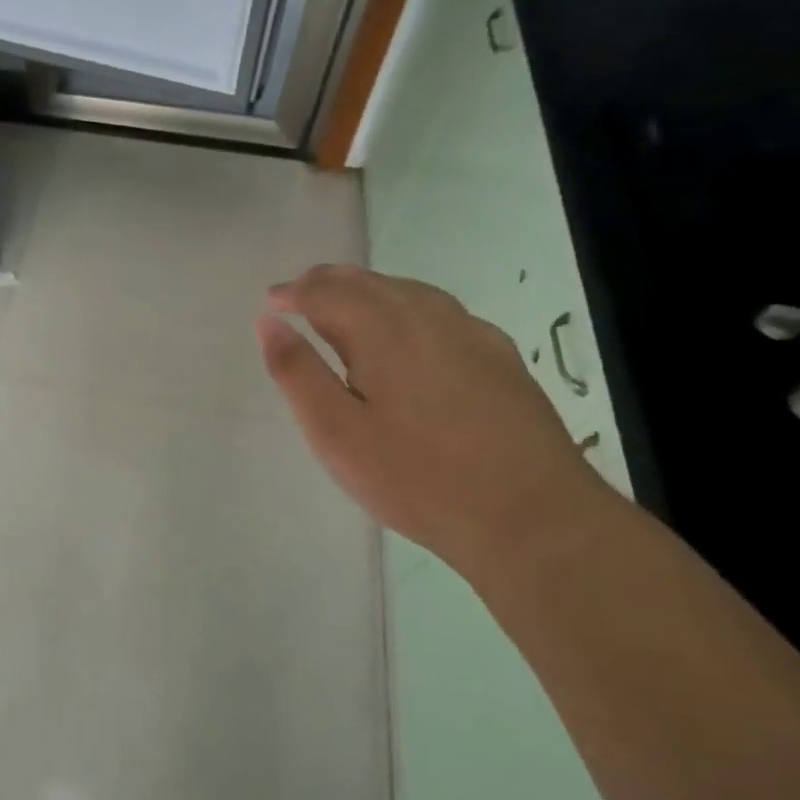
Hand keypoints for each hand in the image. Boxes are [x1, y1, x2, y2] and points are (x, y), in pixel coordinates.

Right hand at [257, 266, 608, 575]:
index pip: (327, 292)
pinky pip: (441, 311)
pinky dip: (406, 306)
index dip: (294, 293)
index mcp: (383, 331)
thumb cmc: (417, 479)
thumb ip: (298, 373)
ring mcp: (472, 333)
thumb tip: (268, 322)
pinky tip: (408, 331)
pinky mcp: (501, 357)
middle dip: (328, 283)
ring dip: (368, 290)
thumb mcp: (337, 434)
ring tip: (344, 305)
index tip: (271, 301)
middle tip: (299, 294)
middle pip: (370, 282)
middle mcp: (428, 317)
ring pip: (409, 291)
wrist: (531, 517)